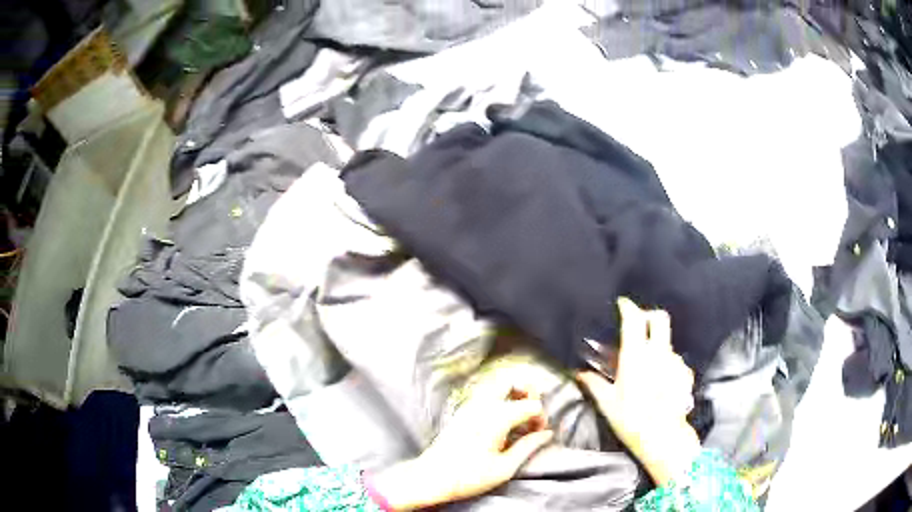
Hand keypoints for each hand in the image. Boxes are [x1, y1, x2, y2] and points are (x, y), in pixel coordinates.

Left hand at [368, 378, 553, 509]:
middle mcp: (483, 405)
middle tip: (532, 413)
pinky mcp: (462, 412)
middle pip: (511, 380)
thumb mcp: (504, 468)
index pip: (531, 404)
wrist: (430, 478)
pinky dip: (500, 399)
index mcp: (497, 418)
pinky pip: (486, 394)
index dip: (541, 417)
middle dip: (528, 392)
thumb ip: (528, 446)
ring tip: (519, 417)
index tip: (539, 434)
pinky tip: (502, 422)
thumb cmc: (468, 477)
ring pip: (497, 384)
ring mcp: (469, 406)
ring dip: (513, 394)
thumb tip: (547, 434)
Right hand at [577, 298, 699, 485]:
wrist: (664, 437)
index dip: (628, 307)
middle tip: (638, 324)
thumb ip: (594, 384)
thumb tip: (579, 373)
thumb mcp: (608, 404)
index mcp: (636, 356)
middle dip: (648, 315)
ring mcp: (675, 362)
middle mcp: (659, 353)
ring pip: (667, 340)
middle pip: (659, 318)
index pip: (634, 319)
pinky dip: (666, 362)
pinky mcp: (685, 373)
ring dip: (656, 344)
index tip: (621, 304)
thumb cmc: (632, 420)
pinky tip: (659, 379)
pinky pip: (674, 359)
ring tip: (646, 363)